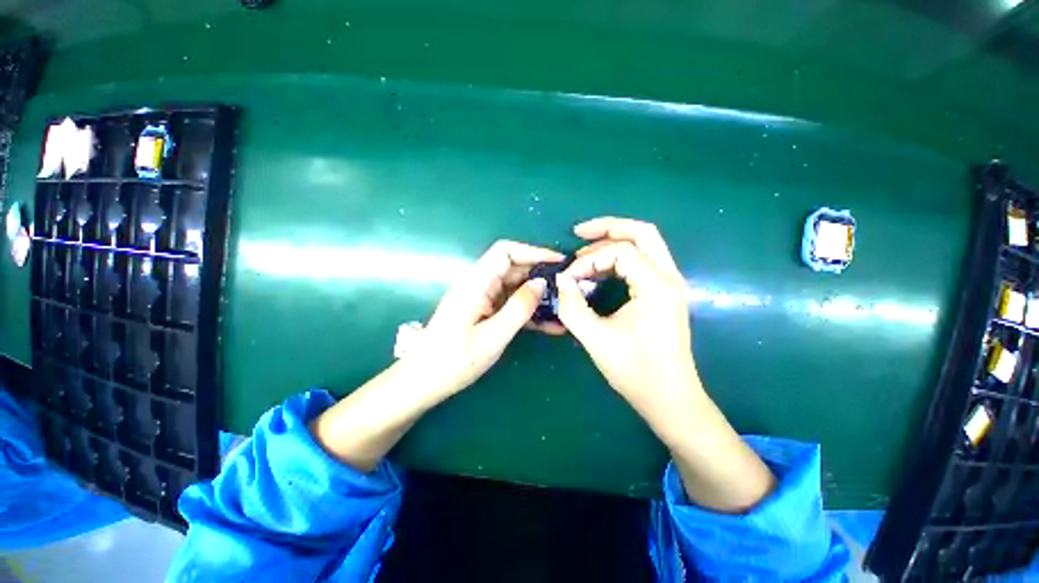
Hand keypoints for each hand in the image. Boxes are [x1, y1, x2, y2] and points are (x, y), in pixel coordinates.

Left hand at [406, 240, 564, 396]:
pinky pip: (510, 305)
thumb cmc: (454, 361)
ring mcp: (482, 299)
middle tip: (567, 287)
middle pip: (513, 268)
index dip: (533, 251)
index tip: (558, 262)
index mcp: (476, 284)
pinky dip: (528, 311)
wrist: (423, 382)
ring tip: (563, 306)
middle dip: (540, 274)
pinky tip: (549, 324)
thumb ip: (518, 308)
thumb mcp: (492, 337)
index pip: (505, 252)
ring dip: (537, 295)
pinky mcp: (484, 312)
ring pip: (515, 287)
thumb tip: (541, 283)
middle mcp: (479, 286)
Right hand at [556, 217, 773, 511]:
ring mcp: (672, 283)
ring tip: (585, 251)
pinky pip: (645, 260)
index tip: (568, 278)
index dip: (589, 260)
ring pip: (646, 243)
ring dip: (614, 241)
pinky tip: (602, 266)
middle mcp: (670, 277)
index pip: (620, 253)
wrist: (670, 398)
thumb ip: (572, 306)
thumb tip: (560, 280)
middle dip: (608, 228)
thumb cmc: (635, 371)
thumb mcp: (595, 338)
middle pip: (642, 232)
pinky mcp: (666, 292)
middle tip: (578, 233)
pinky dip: (621, 256)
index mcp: (656, 287)